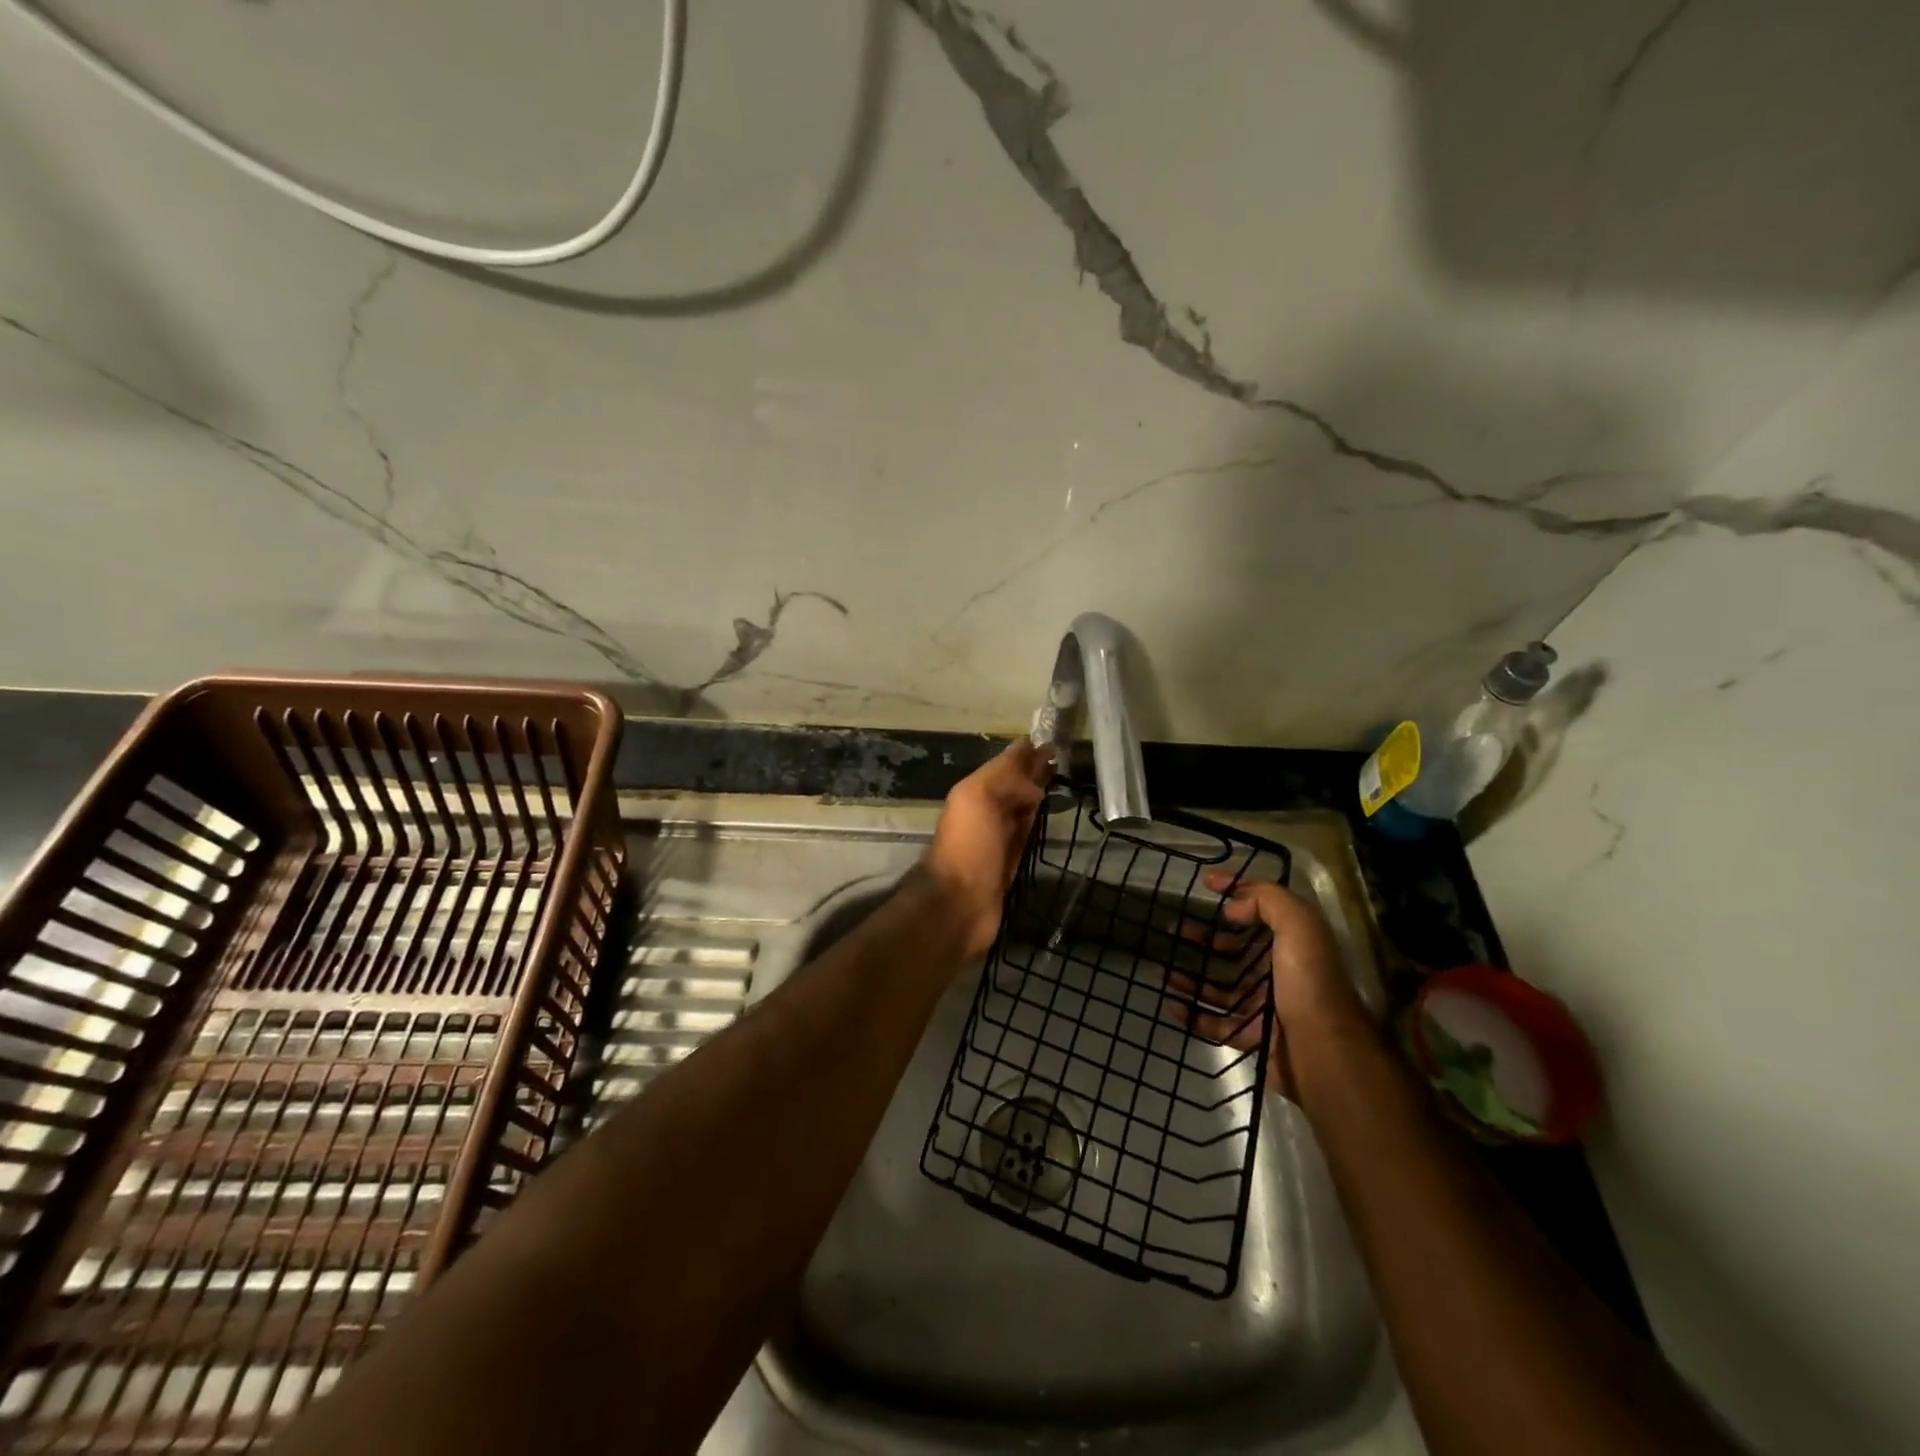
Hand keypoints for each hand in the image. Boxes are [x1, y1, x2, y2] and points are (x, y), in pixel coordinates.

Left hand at [920, 740, 1053, 959]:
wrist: (960, 905)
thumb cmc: (968, 846)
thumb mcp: (978, 798)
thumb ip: (1005, 779)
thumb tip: (1035, 784)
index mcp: (974, 791)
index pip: (1004, 764)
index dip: (1024, 751)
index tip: (1051, 740)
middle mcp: (987, 811)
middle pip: (1015, 784)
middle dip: (1034, 769)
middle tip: (1062, 756)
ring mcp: (999, 837)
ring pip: (1022, 806)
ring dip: (1038, 792)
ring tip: (1061, 778)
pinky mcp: (1012, 862)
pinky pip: (1028, 832)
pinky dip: (1038, 820)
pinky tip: (1051, 812)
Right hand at [1166, 869, 1368, 1094]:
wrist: (1324, 1054)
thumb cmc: (1309, 984)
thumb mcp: (1299, 927)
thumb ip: (1268, 902)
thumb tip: (1232, 906)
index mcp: (1292, 944)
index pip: (1260, 910)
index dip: (1235, 891)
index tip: (1205, 883)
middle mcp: (1278, 973)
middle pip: (1233, 950)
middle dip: (1203, 938)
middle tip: (1173, 930)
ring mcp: (1264, 1007)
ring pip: (1220, 988)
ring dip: (1192, 977)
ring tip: (1163, 969)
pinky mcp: (1252, 1038)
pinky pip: (1215, 1024)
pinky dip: (1192, 1015)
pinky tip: (1172, 1004)